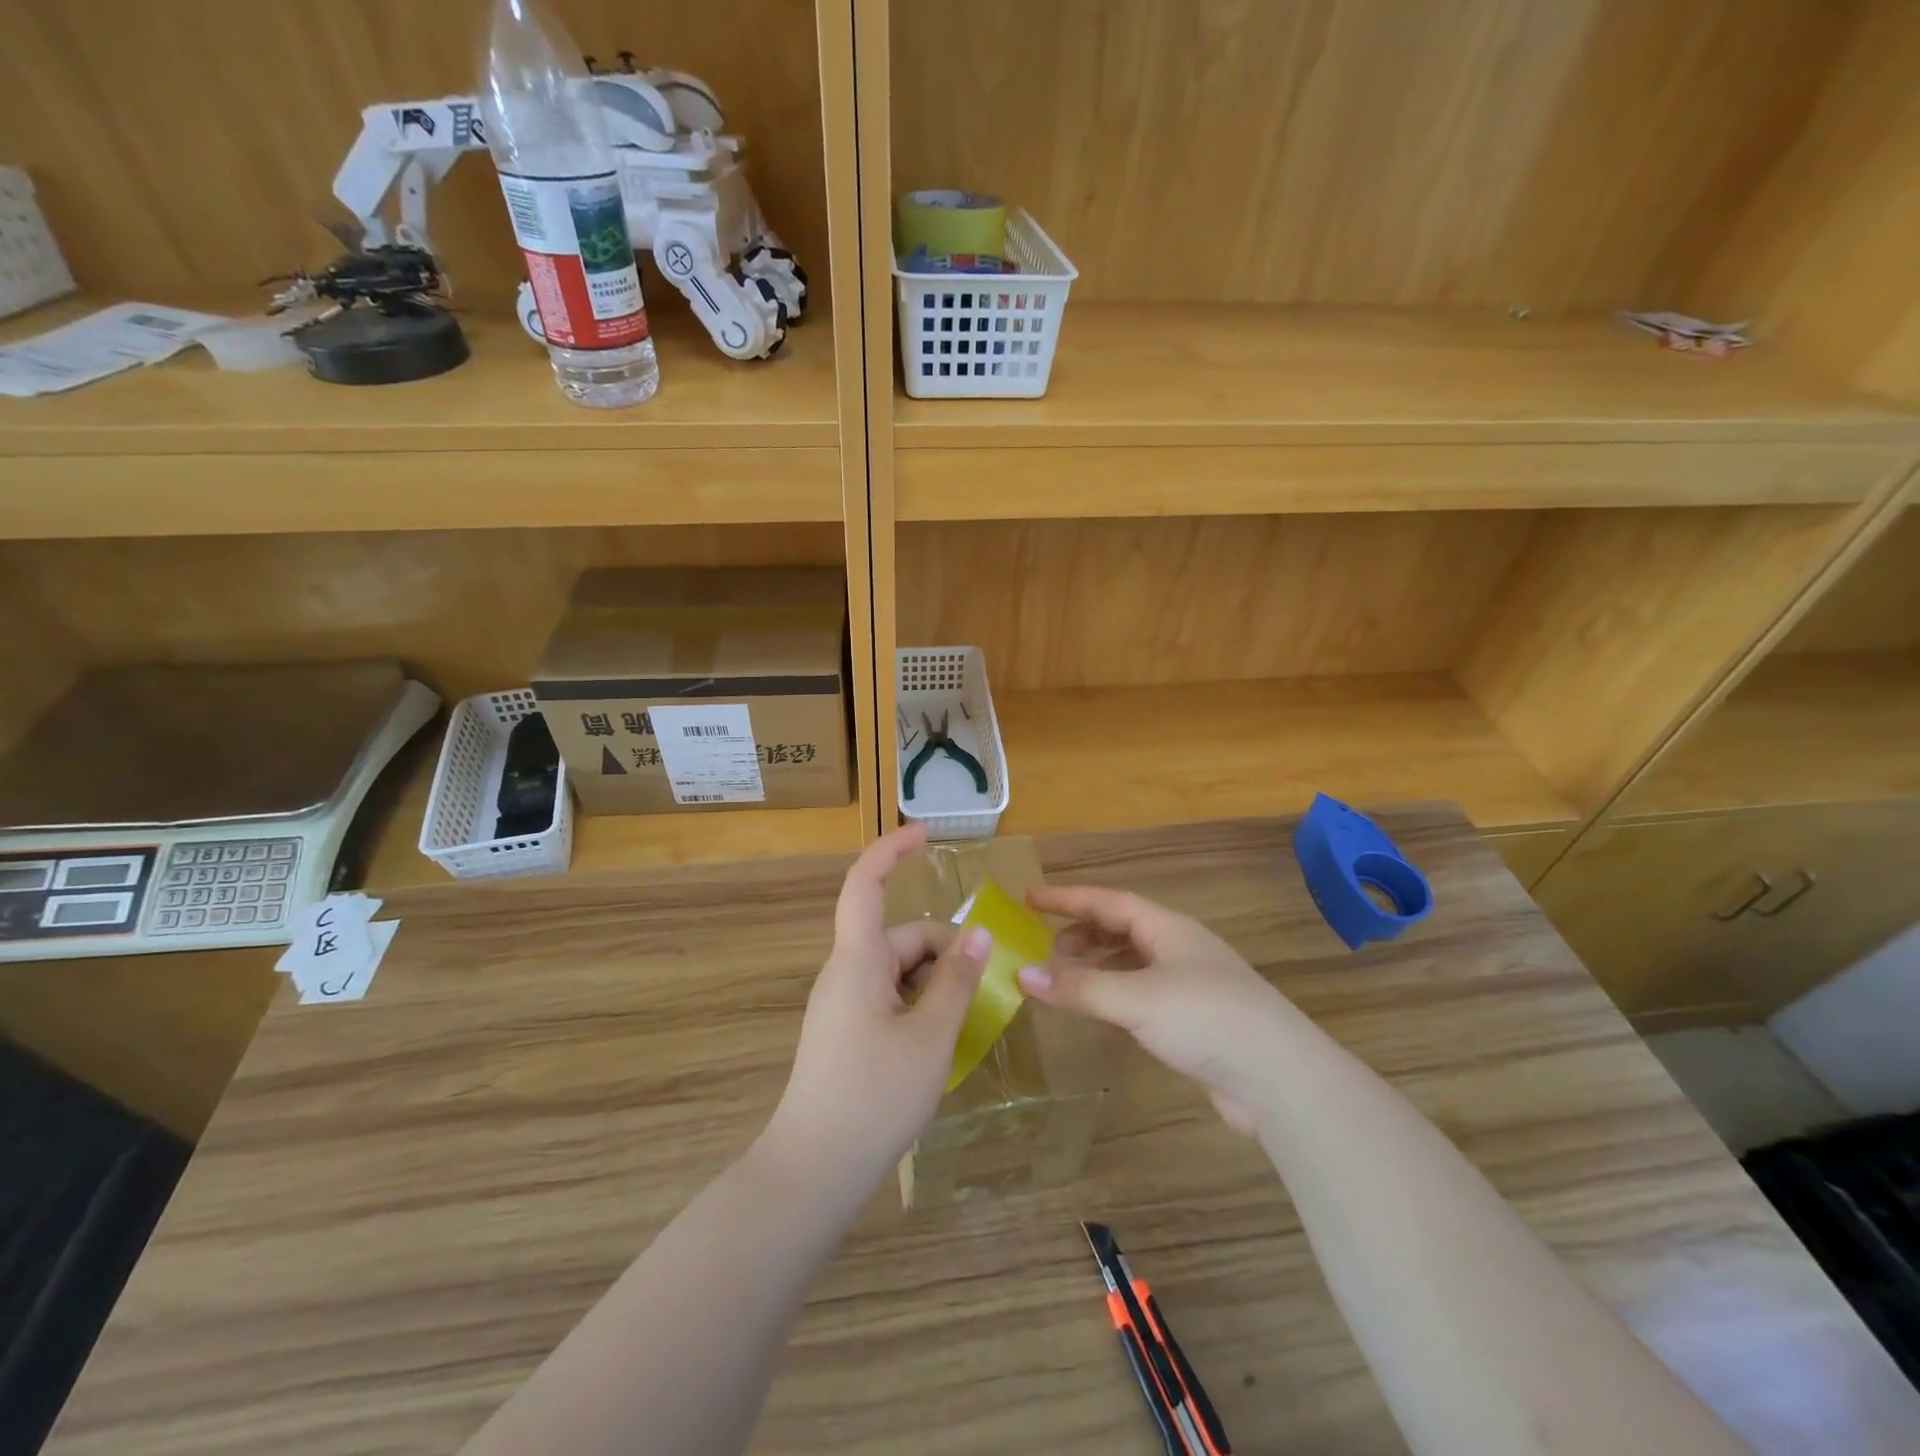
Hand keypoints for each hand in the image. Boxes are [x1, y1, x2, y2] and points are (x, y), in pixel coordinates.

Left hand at [763, 823, 989, 1188]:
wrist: (813, 1171)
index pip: (866, 884)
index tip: (928, 834)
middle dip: (945, 951)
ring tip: (969, 1022)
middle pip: (900, 938)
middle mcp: (846, 973)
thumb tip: (979, 935)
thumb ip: (957, 981)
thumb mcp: (930, 1037)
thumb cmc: (873, 1096)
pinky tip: (942, 1041)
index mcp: (857, 960)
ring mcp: (843, 1004)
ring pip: (899, 971)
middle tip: (987, 988)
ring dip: (936, 983)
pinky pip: (889, 998)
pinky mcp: (845, 1032)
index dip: (893, 850)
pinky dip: (920, 1006)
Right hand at [1018, 886, 1293, 1133]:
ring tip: (1063, 982)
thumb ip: (1079, 988)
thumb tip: (1021, 974)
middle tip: (1044, 951)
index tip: (1029, 898)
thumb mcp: (1137, 998)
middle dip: (1080, 935)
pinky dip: (1112, 997)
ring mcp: (1188, 986)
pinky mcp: (1192, 1021)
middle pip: (1120, 930)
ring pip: (1130, 964)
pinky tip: (1099, 1013)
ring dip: (1095, 968)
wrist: (1280, 1078)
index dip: (1068, 898)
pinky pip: (1140, 995)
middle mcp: (1177, 949)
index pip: (1108, 902)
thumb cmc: (1207, 1018)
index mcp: (1168, 929)